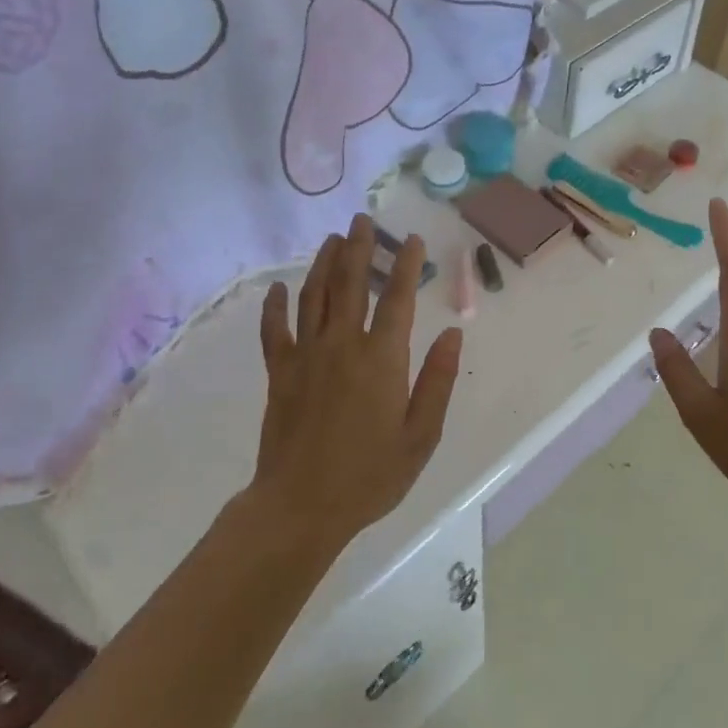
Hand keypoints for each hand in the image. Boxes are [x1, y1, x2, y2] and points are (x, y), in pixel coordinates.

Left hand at [254, 215, 463, 549]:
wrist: (301, 506)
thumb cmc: (370, 475)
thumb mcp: (421, 436)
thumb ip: (438, 381)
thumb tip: (453, 335)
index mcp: (382, 359)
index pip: (398, 299)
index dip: (407, 265)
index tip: (413, 240)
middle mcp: (343, 345)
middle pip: (351, 283)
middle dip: (359, 248)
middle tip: (363, 220)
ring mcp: (306, 355)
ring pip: (314, 296)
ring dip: (324, 264)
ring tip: (333, 239)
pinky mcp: (280, 373)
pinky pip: (275, 330)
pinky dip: (275, 306)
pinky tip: (278, 288)